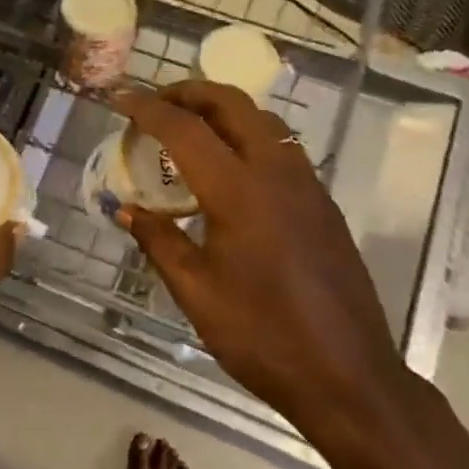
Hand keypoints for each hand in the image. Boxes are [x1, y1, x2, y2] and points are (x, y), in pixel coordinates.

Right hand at [113, 81, 416, 457]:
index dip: (147, 108)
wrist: (349, 376)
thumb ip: (159, 241)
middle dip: (189, 91)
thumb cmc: (263, 337)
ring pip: (262, 119)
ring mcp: (306, 184)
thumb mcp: (197, 293)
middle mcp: (276, 173)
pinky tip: (229, 167)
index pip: (185, 129)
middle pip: (231, 103)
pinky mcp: (322, 202)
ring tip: (189, 127)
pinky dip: (247, 134)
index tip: (119, 98)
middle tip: (156, 103)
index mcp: (239, 192)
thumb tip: (126, 210)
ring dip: (221, 109)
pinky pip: (280, 146)